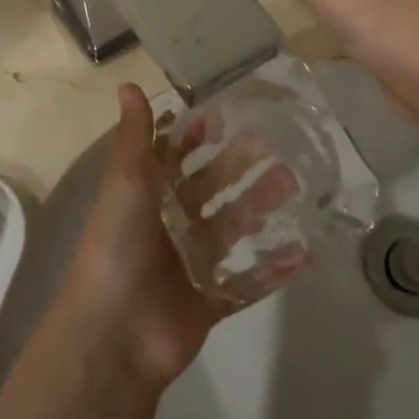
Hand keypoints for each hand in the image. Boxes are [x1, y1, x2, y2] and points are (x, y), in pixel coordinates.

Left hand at [56, 85, 304, 389]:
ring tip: (293, 184)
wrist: (114, 334)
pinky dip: (274, 269)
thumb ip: (134, 138)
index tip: (225, 116)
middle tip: (275, 146)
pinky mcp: (210, 301)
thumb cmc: (117, 247)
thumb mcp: (125, 184)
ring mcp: (190, 265)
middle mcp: (168, 227)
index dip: (195, 138)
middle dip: (238, 168)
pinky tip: (304, 251)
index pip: (173, 159)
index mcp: (145, 199)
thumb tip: (127, 84)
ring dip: (261, 208)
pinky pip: (248, 282)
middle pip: (210, 191)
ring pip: (233, 229)